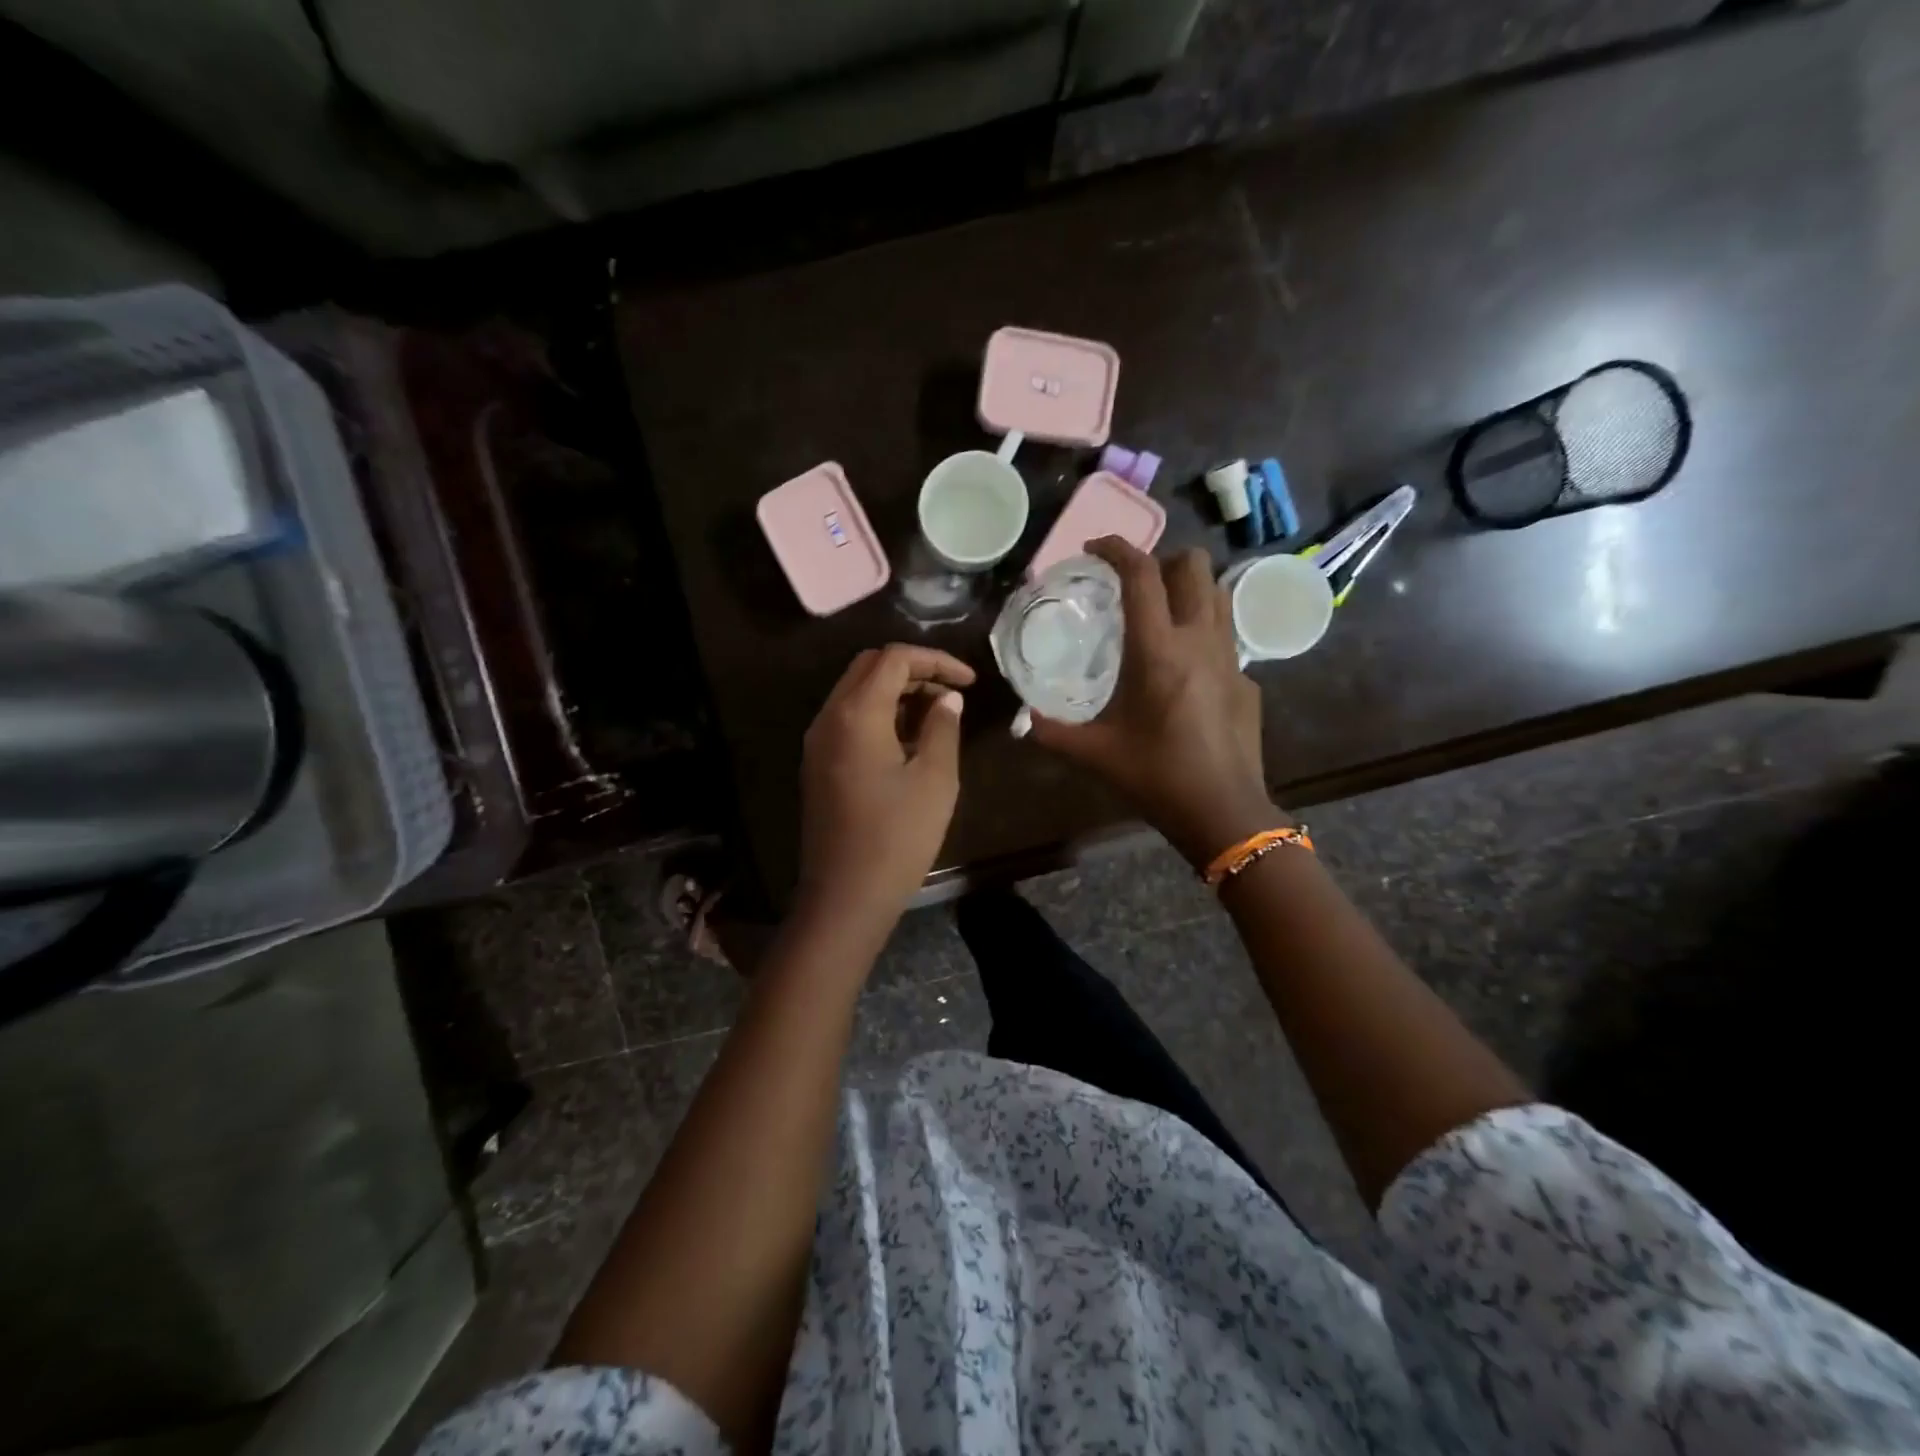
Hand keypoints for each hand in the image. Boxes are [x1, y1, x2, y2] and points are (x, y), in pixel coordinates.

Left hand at [797, 644, 974, 924]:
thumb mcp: (934, 779)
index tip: (970, 681)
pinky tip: (909, 740)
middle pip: (869, 667)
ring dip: (896, 692)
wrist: (845, 896)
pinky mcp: (818, 764)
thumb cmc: (897, 837)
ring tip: (937, 716)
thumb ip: (942, 728)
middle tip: (951, 694)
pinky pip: (848, 719)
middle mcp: (828, 718)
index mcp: (856, 714)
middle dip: (914, 670)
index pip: (894, 658)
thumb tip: (948, 699)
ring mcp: (818, 742)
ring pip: (856, 692)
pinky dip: (879, 714)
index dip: (936, 660)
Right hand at [1030, 538, 1284, 866]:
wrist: (1223, 811)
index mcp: (1158, 650)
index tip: (1093, 549)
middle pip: (1194, 564)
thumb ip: (1054, 732)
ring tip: (1160, 612)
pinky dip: (1202, 630)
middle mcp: (1199, 639)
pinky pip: (1225, 634)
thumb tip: (1026, 720)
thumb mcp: (1095, 753)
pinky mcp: (1247, 678)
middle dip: (1162, 560)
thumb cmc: (1156, 776)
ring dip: (1188, 588)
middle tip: (1134, 584)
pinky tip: (1184, 666)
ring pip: (1217, 592)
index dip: (1116, 549)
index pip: (1141, 574)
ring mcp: (1230, 657)